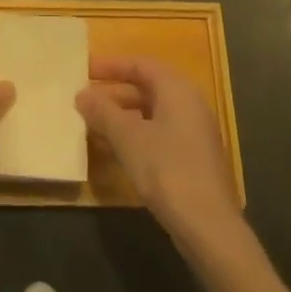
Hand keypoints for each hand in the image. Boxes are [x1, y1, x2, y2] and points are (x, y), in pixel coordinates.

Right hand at [78, 56, 240, 250]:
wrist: (209, 227)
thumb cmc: (167, 170)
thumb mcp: (128, 138)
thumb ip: (103, 112)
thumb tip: (82, 94)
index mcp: (177, 89)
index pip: (140, 64)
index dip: (111, 66)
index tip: (84, 70)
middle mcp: (189, 104)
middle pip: (146, 88)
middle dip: (114, 93)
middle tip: (84, 100)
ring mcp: (194, 133)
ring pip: (151, 114)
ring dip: (122, 117)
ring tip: (92, 125)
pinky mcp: (193, 159)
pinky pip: (158, 134)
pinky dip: (135, 136)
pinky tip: (114, 151)